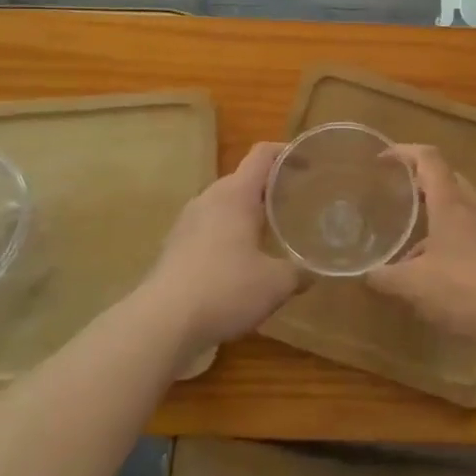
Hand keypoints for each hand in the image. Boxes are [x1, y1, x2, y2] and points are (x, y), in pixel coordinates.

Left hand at [143, 142, 303, 355]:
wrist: (161, 322)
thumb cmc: (224, 290)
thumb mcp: (276, 284)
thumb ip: (300, 271)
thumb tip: (314, 270)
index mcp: (236, 194)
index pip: (262, 154)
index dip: (286, 152)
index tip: (309, 163)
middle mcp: (209, 198)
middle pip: (244, 179)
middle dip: (271, 187)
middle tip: (297, 204)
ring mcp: (187, 221)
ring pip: (225, 204)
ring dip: (248, 213)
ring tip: (271, 232)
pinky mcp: (175, 245)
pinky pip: (210, 226)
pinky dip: (229, 233)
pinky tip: (240, 262)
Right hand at [366, 144, 475, 340]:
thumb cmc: (461, 288)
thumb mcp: (412, 284)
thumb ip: (385, 276)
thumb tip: (366, 274)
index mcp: (450, 202)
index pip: (428, 158)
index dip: (404, 152)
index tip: (381, 160)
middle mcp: (471, 207)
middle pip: (447, 177)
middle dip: (420, 179)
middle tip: (396, 191)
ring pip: (458, 205)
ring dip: (434, 210)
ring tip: (408, 230)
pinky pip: (466, 230)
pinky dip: (446, 235)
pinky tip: (430, 265)